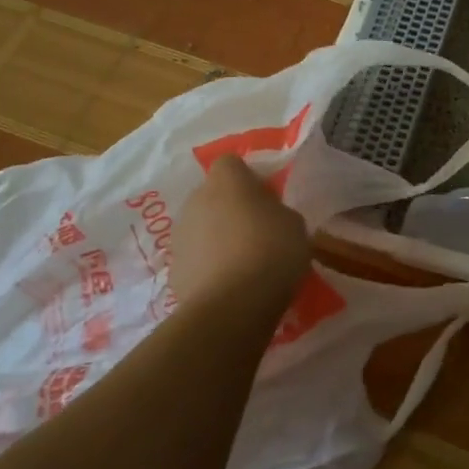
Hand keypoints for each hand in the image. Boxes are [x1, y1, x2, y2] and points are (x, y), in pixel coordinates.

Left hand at [171, 156, 311, 319]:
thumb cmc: (272, 251)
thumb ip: (277, 211)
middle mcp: (196, 200)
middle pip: (213, 195)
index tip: (267, 198)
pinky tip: (230, 285)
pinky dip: (209, 266)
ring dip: (218, 237)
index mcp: (227, 181)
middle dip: (231, 208)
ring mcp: (179, 235)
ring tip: (244, 263)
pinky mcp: (174, 269)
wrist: (232, 306)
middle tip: (258, 231)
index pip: (231, 163)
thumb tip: (268, 216)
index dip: (249, 178)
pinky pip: (196, 258)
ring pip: (202, 227)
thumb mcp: (294, 224)